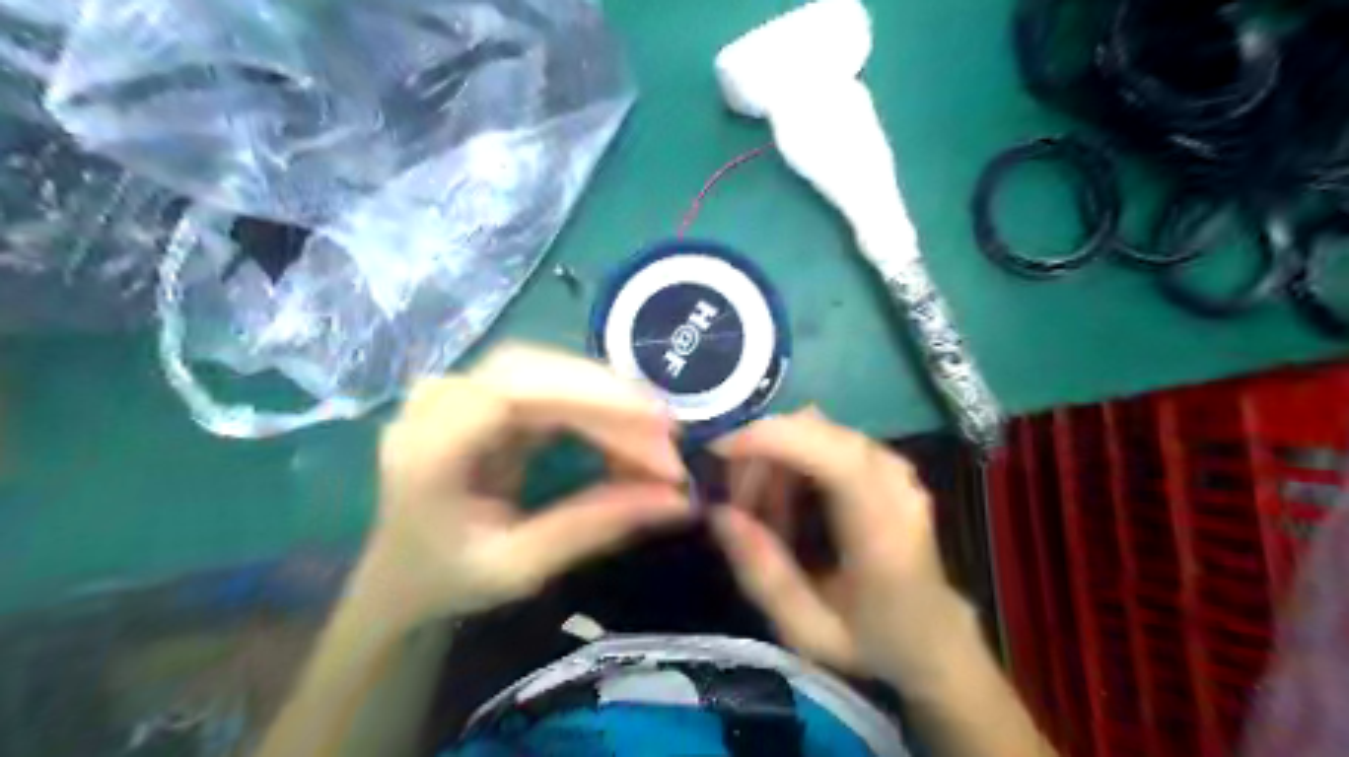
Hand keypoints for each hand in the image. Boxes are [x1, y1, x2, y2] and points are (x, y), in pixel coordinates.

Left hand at [353, 343, 687, 631]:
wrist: (402, 573)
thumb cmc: (450, 579)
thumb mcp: (522, 567)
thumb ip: (595, 526)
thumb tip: (678, 500)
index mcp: (427, 450)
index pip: (510, 392)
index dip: (589, 394)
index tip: (655, 421)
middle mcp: (435, 403)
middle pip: (534, 371)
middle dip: (610, 400)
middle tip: (670, 440)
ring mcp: (457, 391)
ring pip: (547, 370)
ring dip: (608, 401)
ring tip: (656, 441)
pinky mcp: (483, 393)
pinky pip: (548, 383)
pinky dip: (593, 405)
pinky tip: (623, 432)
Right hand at [707, 411, 980, 681]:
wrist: (933, 633)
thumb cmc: (873, 639)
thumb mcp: (808, 631)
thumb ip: (763, 574)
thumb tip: (719, 512)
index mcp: (886, 530)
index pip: (835, 455)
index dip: (774, 440)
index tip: (720, 453)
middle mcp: (895, 482)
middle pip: (814, 429)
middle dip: (760, 451)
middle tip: (734, 501)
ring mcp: (892, 464)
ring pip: (812, 428)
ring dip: (773, 458)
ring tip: (759, 512)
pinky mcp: (881, 460)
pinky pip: (822, 439)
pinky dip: (789, 459)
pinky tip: (783, 502)